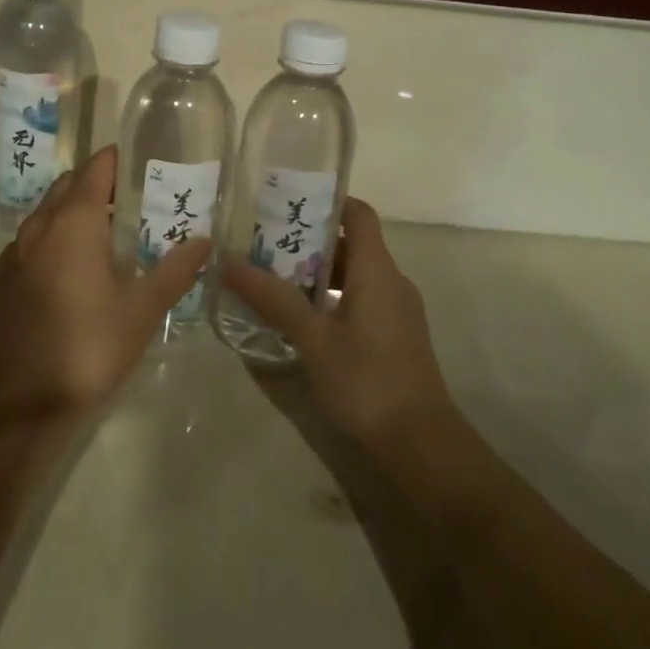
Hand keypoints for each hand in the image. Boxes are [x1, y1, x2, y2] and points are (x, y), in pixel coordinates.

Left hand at [0, 145, 210, 419]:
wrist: (23, 402)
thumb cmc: (90, 346)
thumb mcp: (143, 309)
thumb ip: (175, 270)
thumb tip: (204, 241)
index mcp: (73, 223)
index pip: (95, 169)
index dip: (118, 160)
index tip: (144, 163)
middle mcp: (40, 227)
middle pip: (69, 185)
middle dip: (99, 183)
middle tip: (136, 197)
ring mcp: (16, 253)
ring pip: (48, 212)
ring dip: (75, 209)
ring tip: (110, 229)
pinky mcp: (5, 280)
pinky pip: (34, 239)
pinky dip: (56, 235)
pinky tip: (77, 266)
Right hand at [221, 198, 455, 445]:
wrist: (420, 446)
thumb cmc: (367, 380)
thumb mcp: (313, 338)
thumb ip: (273, 299)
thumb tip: (228, 263)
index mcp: (377, 270)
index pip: (358, 213)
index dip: (326, 202)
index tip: (286, 203)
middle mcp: (390, 282)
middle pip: (350, 244)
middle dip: (308, 242)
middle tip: (263, 245)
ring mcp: (395, 312)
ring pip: (352, 276)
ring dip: (315, 274)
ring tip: (270, 279)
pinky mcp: (393, 338)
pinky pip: (358, 302)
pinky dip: (328, 300)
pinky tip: (297, 320)